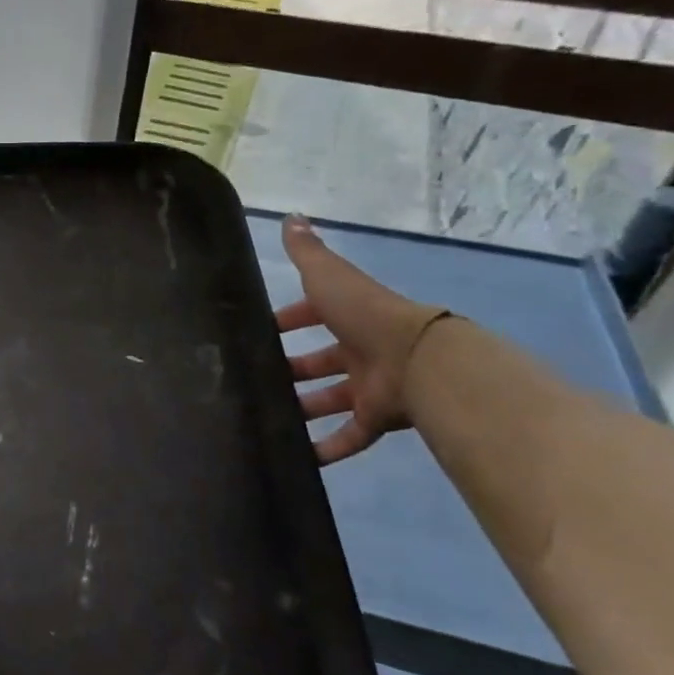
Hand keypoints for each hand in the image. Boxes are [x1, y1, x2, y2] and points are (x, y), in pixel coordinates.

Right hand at [274, 215, 449, 464]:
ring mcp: (369, 386)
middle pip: (319, 362)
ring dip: (302, 409)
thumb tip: (290, 216)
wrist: (417, 358)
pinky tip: (297, 458)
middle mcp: (359, 350)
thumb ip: (307, 252)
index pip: (313, 315)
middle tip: (255, 380)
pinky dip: (327, 449)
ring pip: (329, 400)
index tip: (259, 332)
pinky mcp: (377, 418)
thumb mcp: (328, 276)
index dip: (288, 321)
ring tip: (266, 418)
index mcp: (348, 316)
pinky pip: (349, 437)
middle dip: (291, 370)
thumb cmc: (365, 314)